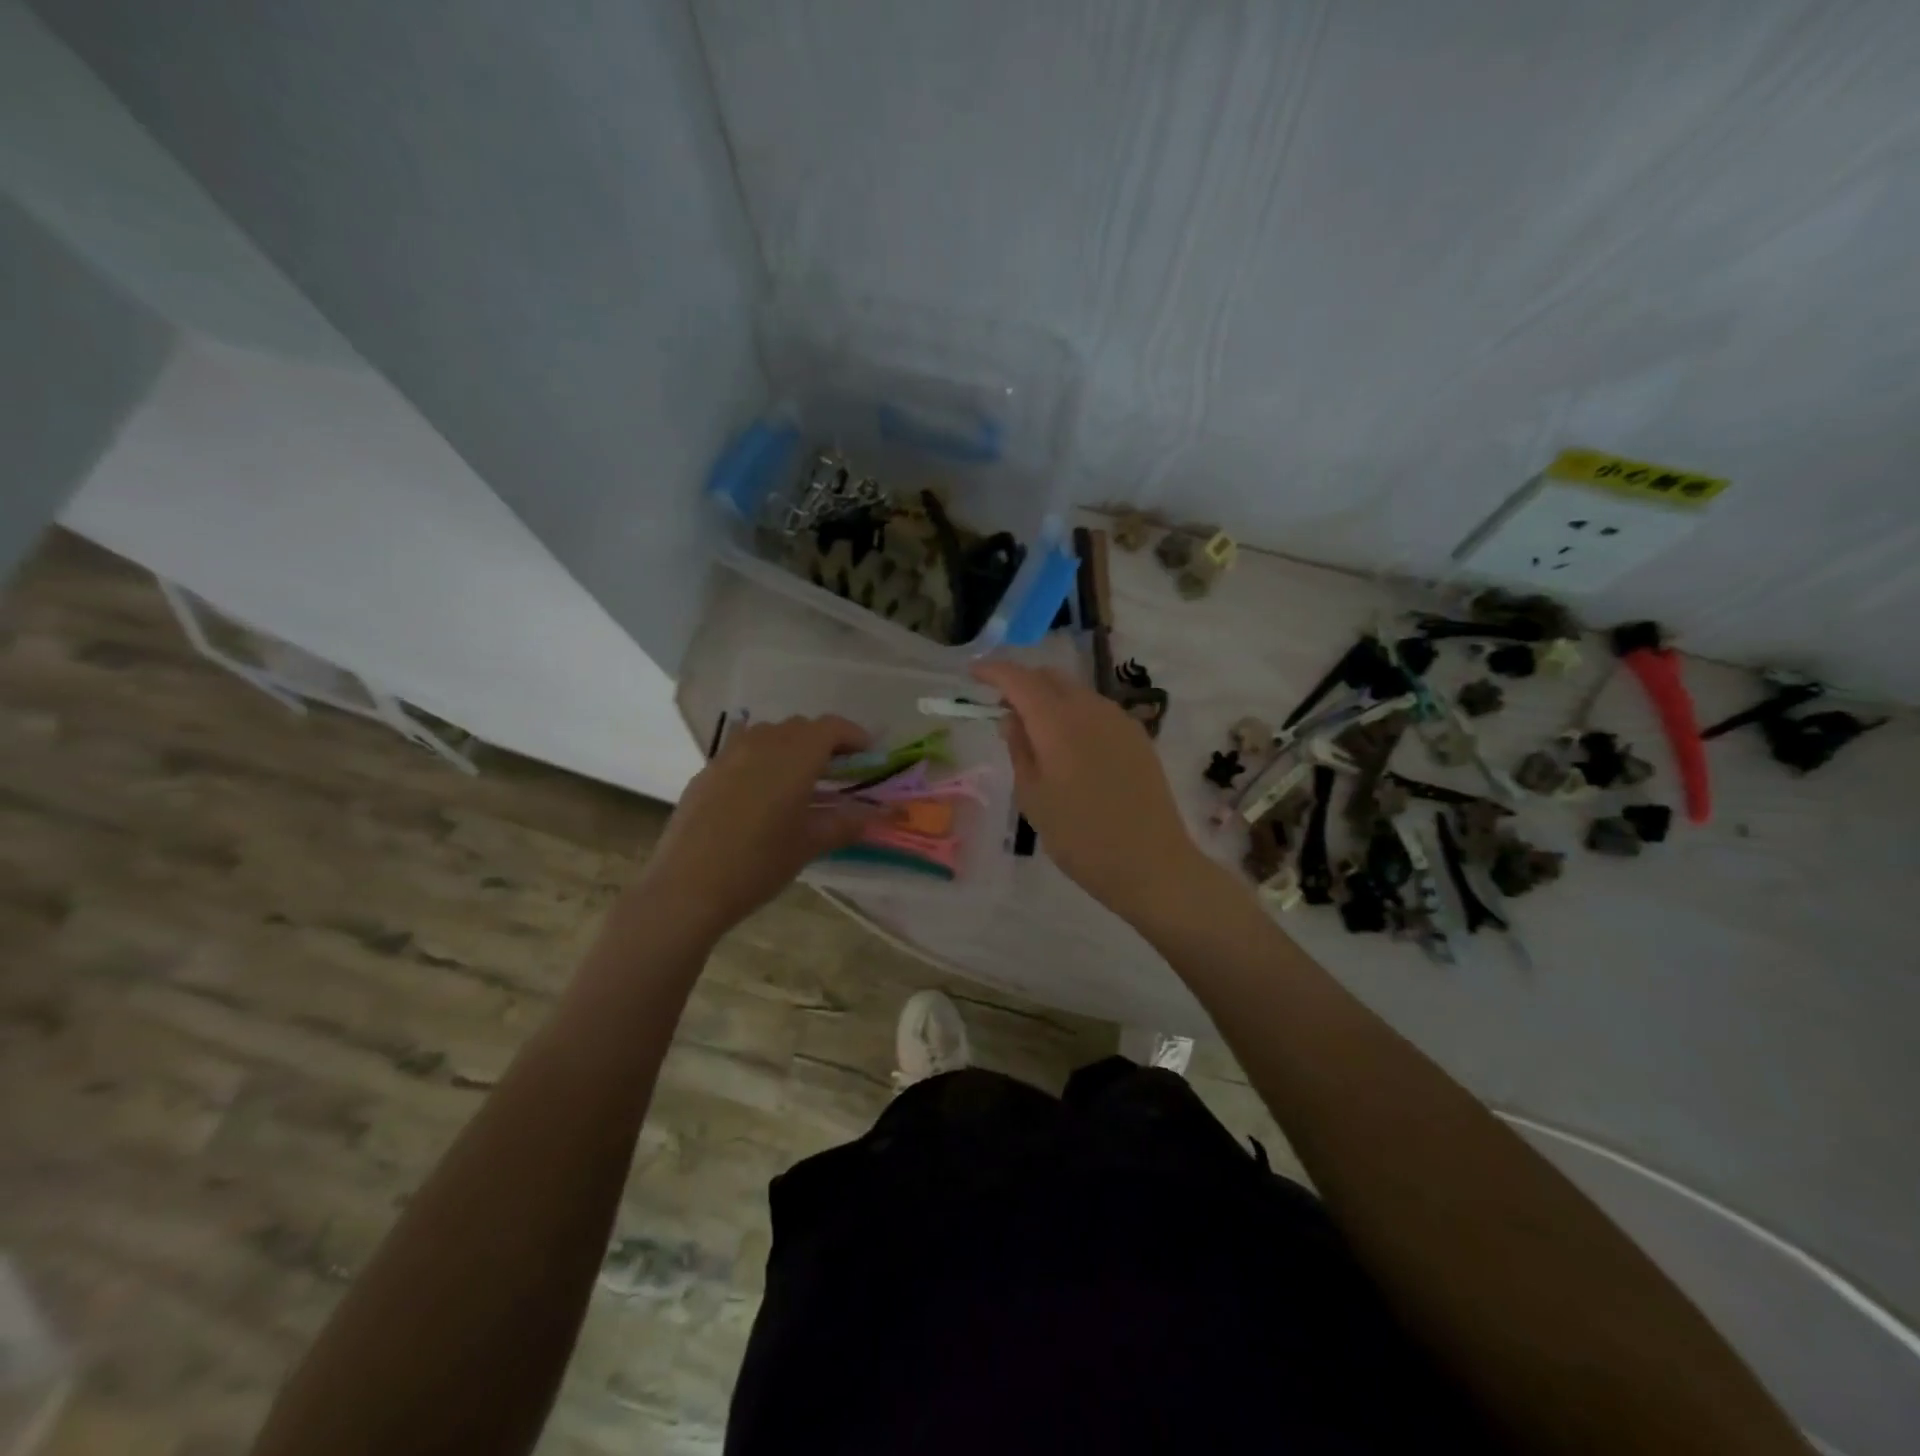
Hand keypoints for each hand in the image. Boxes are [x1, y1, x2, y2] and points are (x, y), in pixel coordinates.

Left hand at [636, 715, 875, 942]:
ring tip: (801, 779)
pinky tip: (763, 793)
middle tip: (839, 771)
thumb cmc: (758, 864)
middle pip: (801, 727)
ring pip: (770, 734)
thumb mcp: (809, 845)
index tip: (868, 755)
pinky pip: (743, 750)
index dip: (854, 736)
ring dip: (792, 746)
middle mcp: (762, 744)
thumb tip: (874, 816)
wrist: (687, 887)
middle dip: (824, 742)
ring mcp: (729, 754)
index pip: (831, 728)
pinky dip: (763, 759)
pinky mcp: (706, 771)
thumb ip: (844, 824)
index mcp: (794, 757)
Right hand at [971, 661, 1209, 918]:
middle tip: (1002, 708)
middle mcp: (1091, 709)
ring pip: (1076, 692)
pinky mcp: (1138, 737)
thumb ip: (1019, 749)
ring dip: (1050, 699)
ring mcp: (1119, 720)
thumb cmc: (1080, 837)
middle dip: (1022, 683)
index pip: (1020, 679)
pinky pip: (1097, 710)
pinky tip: (1069, 746)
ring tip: (1035, 732)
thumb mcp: (1033, 798)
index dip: (993, 670)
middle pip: (1050, 677)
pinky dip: (1074, 714)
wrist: (1152, 863)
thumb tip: (1012, 718)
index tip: (973, 674)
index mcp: (1058, 722)